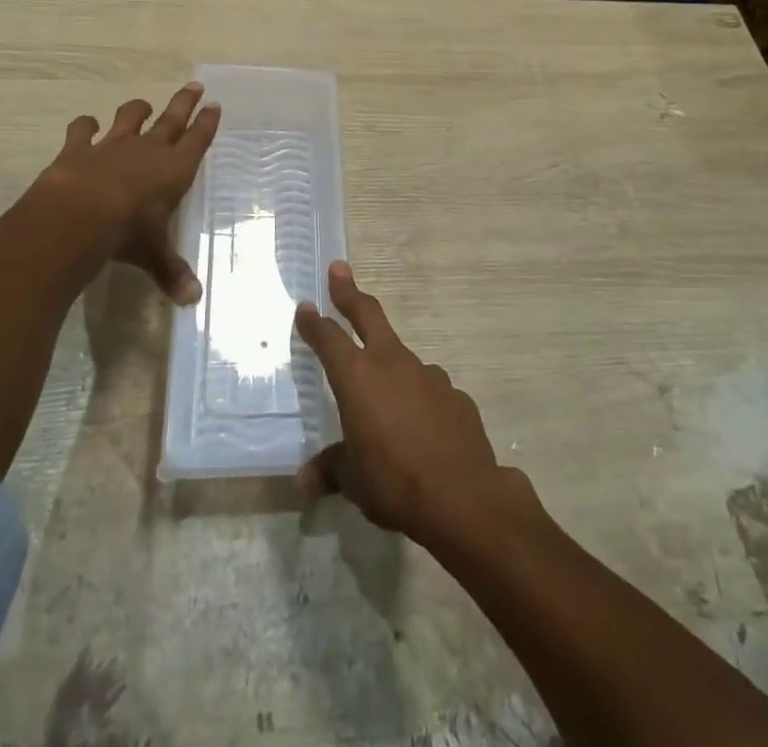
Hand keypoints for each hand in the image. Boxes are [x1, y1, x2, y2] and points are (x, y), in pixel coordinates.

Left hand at [0, 82, 219, 303]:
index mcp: (174, 169)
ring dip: (138, 109)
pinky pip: (83, 129)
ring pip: (130, 117)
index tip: (214, 105)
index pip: (197, 140)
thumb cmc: (128, 232)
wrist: (78, 215)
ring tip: (144, 105)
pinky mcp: (79, 148)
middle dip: (184, 103)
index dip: (207, 123)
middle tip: (195, 86)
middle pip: (171, 119)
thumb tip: (192, 300)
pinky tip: (87, 124)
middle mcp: (148, 150)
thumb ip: (171, 272)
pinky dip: (85, 125)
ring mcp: (112, 145)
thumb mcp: (153, 254)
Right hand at [294, 262, 526, 550]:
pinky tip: (422, 427)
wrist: (463, 497)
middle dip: (350, 292)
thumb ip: (331, 470)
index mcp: (358, 377)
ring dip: (389, 365)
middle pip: (368, 315)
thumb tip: (304, 481)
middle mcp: (392, 363)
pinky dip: (420, 399)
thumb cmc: (395, 483)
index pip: (328, 339)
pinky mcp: (455, 394)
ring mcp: (428, 375)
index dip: (314, 323)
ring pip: (402, 358)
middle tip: (339, 269)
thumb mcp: (354, 481)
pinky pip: (429, 390)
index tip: (305, 307)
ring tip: (385, 399)